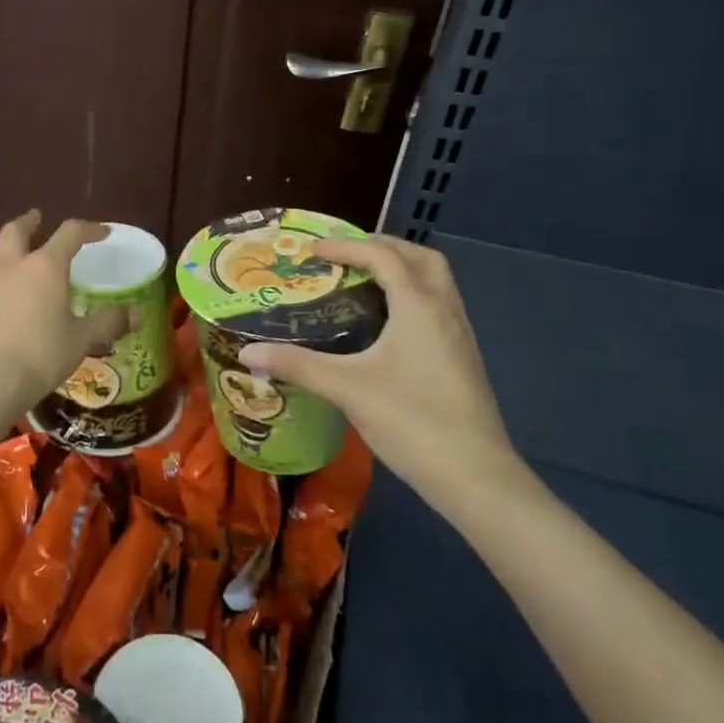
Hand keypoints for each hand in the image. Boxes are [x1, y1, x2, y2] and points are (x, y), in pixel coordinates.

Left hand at [0, 211, 130, 405]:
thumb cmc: (43, 353)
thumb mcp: (83, 339)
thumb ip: (110, 322)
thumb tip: (138, 314)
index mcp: (45, 266)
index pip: (70, 233)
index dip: (89, 229)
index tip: (102, 233)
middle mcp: (12, 267)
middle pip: (15, 231)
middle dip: (28, 222)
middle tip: (36, 218)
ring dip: (3, 251)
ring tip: (13, 258)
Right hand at [239, 235, 519, 500]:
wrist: (476, 476)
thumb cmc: (411, 421)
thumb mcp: (347, 389)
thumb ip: (298, 365)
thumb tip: (248, 353)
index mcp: (419, 306)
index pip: (382, 256)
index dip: (345, 247)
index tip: (312, 251)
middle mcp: (444, 309)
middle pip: (419, 256)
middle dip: (382, 246)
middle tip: (345, 255)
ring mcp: (460, 333)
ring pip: (434, 280)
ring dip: (401, 268)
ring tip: (363, 281)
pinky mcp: (463, 357)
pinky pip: (438, 304)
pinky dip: (411, 294)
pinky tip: (387, 323)